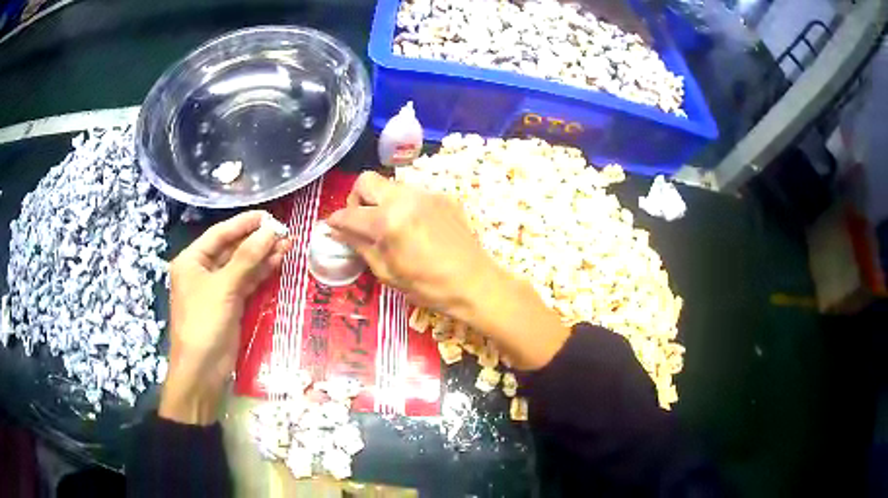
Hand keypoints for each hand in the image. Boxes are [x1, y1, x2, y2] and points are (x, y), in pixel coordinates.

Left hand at [159, 211, 290, 424]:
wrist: (202, 369)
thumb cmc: (204, 322)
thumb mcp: (224, 287)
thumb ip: (247, 258)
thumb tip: (270, 231)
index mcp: (192, 260)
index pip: (220, 234)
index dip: (243, 223)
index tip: (268, 215)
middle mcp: (203, 270)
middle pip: (232, 249)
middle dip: (256, 240)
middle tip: (283, 231)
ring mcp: (217, 288)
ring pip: (242, 266)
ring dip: (262, 256)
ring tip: (287, 244)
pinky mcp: (230, 304)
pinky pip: (246, 282)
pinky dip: (260, 273)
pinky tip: (277, 262)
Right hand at [328, 172, 568, 369]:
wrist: (476, 283)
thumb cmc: (428, 287)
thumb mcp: (387, 273)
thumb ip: (360, 246)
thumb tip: (339, 231)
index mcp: (388, 221)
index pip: (349, 213)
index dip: (336, 222)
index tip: (333, 228)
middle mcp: (405, 198)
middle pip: (367, 181)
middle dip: (357, 199)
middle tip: (361, 222)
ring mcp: (427, 194)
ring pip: (391, 186)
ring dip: (381, 202)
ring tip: (389, 227)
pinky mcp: (443, 197)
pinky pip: (414, 194)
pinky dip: (404, 206)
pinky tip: (414, 228)